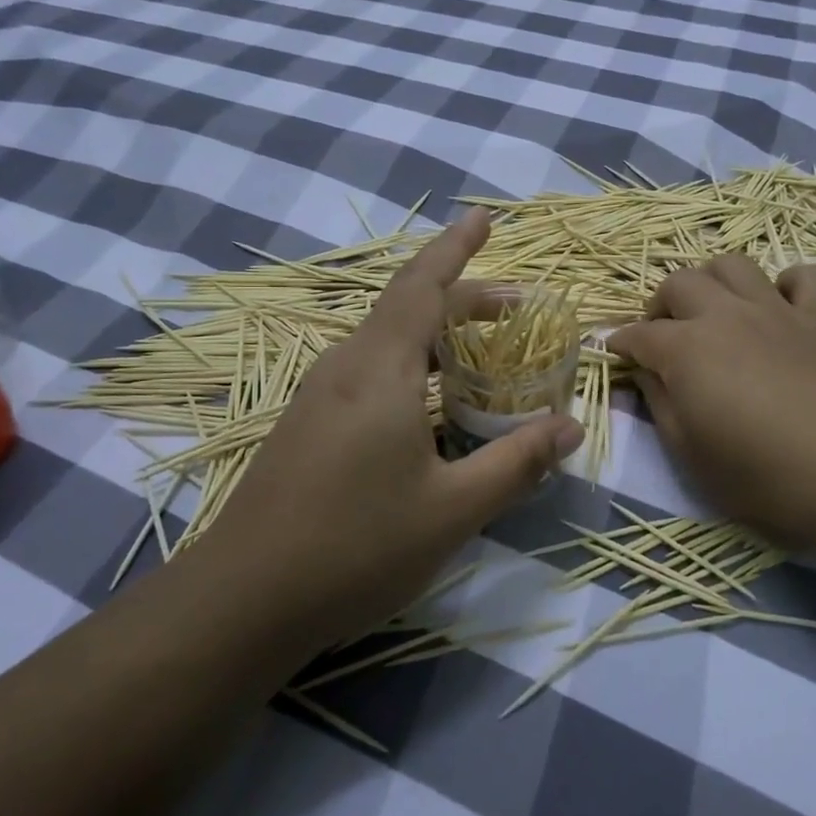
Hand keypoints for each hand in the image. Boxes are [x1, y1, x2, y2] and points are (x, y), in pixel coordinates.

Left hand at [203, 208, 583, 645]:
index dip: (457, 248)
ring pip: (386, 340)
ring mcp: (318, 394)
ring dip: (435, 332)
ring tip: (479, 350)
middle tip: (515, 307)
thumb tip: (570, 427)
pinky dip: (410, 362)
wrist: (244, 599)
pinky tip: (427, 402)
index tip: (484, 216)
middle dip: (463, 297)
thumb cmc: (356, 546)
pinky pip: (368, 369)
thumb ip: (516, 462)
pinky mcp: (307, 423)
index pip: (424, 286)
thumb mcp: (453, 509)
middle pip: (408, 307)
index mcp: (380, 369)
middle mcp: (345, 366)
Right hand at [608, 255, 815, 570]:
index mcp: (686, 349)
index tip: (614, 354)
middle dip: (660, 305)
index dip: (620, 344)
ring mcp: (778, 311)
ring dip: (714, 282)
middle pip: (679, 282)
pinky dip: (787, 285)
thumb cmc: (764, 477)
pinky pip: (805, 276)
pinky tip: (781, 310)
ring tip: (714, 314)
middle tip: (664, 338)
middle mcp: (726, 315)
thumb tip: (644, 373)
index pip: (638, 335)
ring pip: (733, 265)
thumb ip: (659, 405)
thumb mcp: (690, 455)